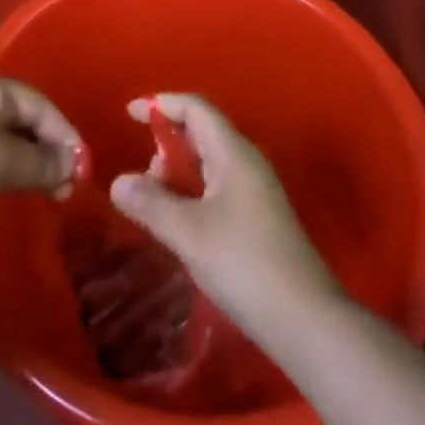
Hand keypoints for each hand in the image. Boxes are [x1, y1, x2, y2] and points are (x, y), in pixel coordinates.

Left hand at [0, 73, 82, 225]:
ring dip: (25, 163)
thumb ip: (41, 162)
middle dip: (47, 150)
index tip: (81, 169)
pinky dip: (0, 170)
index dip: (64, 133)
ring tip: (42, 192)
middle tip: (64, 186)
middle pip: (20, 119)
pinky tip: (4, 191)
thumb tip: (72, 166)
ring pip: (0, 139)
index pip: (38, 103)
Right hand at [110, 93, 343, 340]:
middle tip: (141, 176)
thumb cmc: (245, 264)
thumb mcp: (189, 233)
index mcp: (234, 153)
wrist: (305, 319)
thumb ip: (151, 204)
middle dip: (167, 143)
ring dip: (178, 173)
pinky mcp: (257, 218)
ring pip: (209, 163)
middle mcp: (246, 162)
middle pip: (202, 132)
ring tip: (155, 204)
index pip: (196, 108)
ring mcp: (255, 191)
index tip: (129, 114)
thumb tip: (119, 182)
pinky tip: (179, 223)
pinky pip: (217, 187)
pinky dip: (192, 193)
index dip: (161, 104)